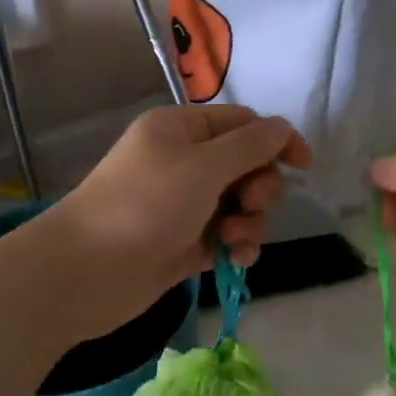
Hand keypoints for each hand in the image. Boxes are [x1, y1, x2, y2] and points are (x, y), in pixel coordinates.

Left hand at [48, 104, 310, 336]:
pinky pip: (227, 238)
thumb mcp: (203, 166)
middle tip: (248, 204)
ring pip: (240, 207)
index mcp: (181, 130)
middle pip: (246, 167)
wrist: (91, 271)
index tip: (304, 165)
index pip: (242, 123)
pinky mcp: (185, 244)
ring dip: (249, 222)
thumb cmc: (145, 205)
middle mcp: (183, 163)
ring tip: (231, 241)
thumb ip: (250, 146)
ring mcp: (184, 206)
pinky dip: (237, 247)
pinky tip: (235, 260)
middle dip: (258, 188)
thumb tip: (283, 129)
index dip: (277, 140)